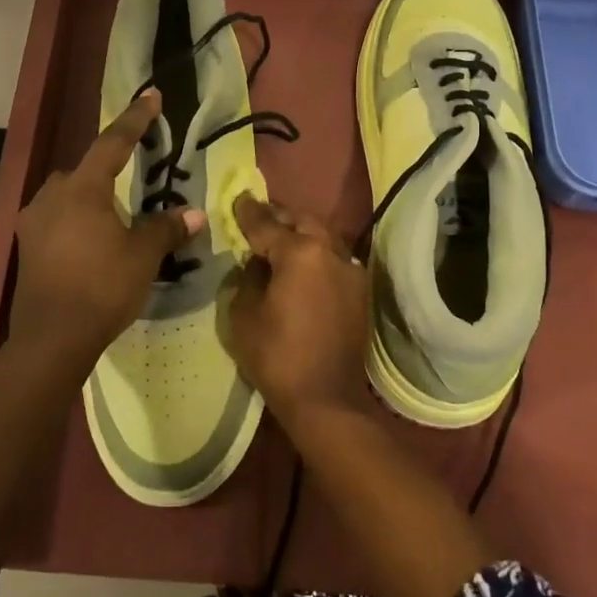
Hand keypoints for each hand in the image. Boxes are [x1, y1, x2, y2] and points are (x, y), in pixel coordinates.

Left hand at [9, 89, 204, 366]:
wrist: (52, 338)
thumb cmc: (101, 287)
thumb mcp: (142, 255)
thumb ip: (166, 229)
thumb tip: (193, 214)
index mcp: (82, 189)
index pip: (113, 143)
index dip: (135, 119)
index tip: (151, 96)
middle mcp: (52, 196)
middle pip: (85, 170)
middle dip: (108, 170)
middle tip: (133, 184)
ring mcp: (34, 221)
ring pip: (67, 195)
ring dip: (90, 199)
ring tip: (114, 220)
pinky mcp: (27, 246)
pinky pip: (56, 219)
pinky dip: (76, 221)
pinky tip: (91, 243)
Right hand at [227, 195, 369, 423]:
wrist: (326, 399)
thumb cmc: (277, 356)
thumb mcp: (244, 313)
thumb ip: (249, 278)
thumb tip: (257, 263)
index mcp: (300, 252)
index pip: (266, 224)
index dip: (248, 212)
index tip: (238, 198)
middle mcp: (330, 251)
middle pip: (302, 221)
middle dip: (279, 216)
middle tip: (258, 217)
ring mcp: (350, 270)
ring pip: (323, 236)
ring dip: (301, 233)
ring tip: (279, 238)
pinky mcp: (359, 290)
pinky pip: (334, 258)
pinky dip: (316, 254)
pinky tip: (302, 265)